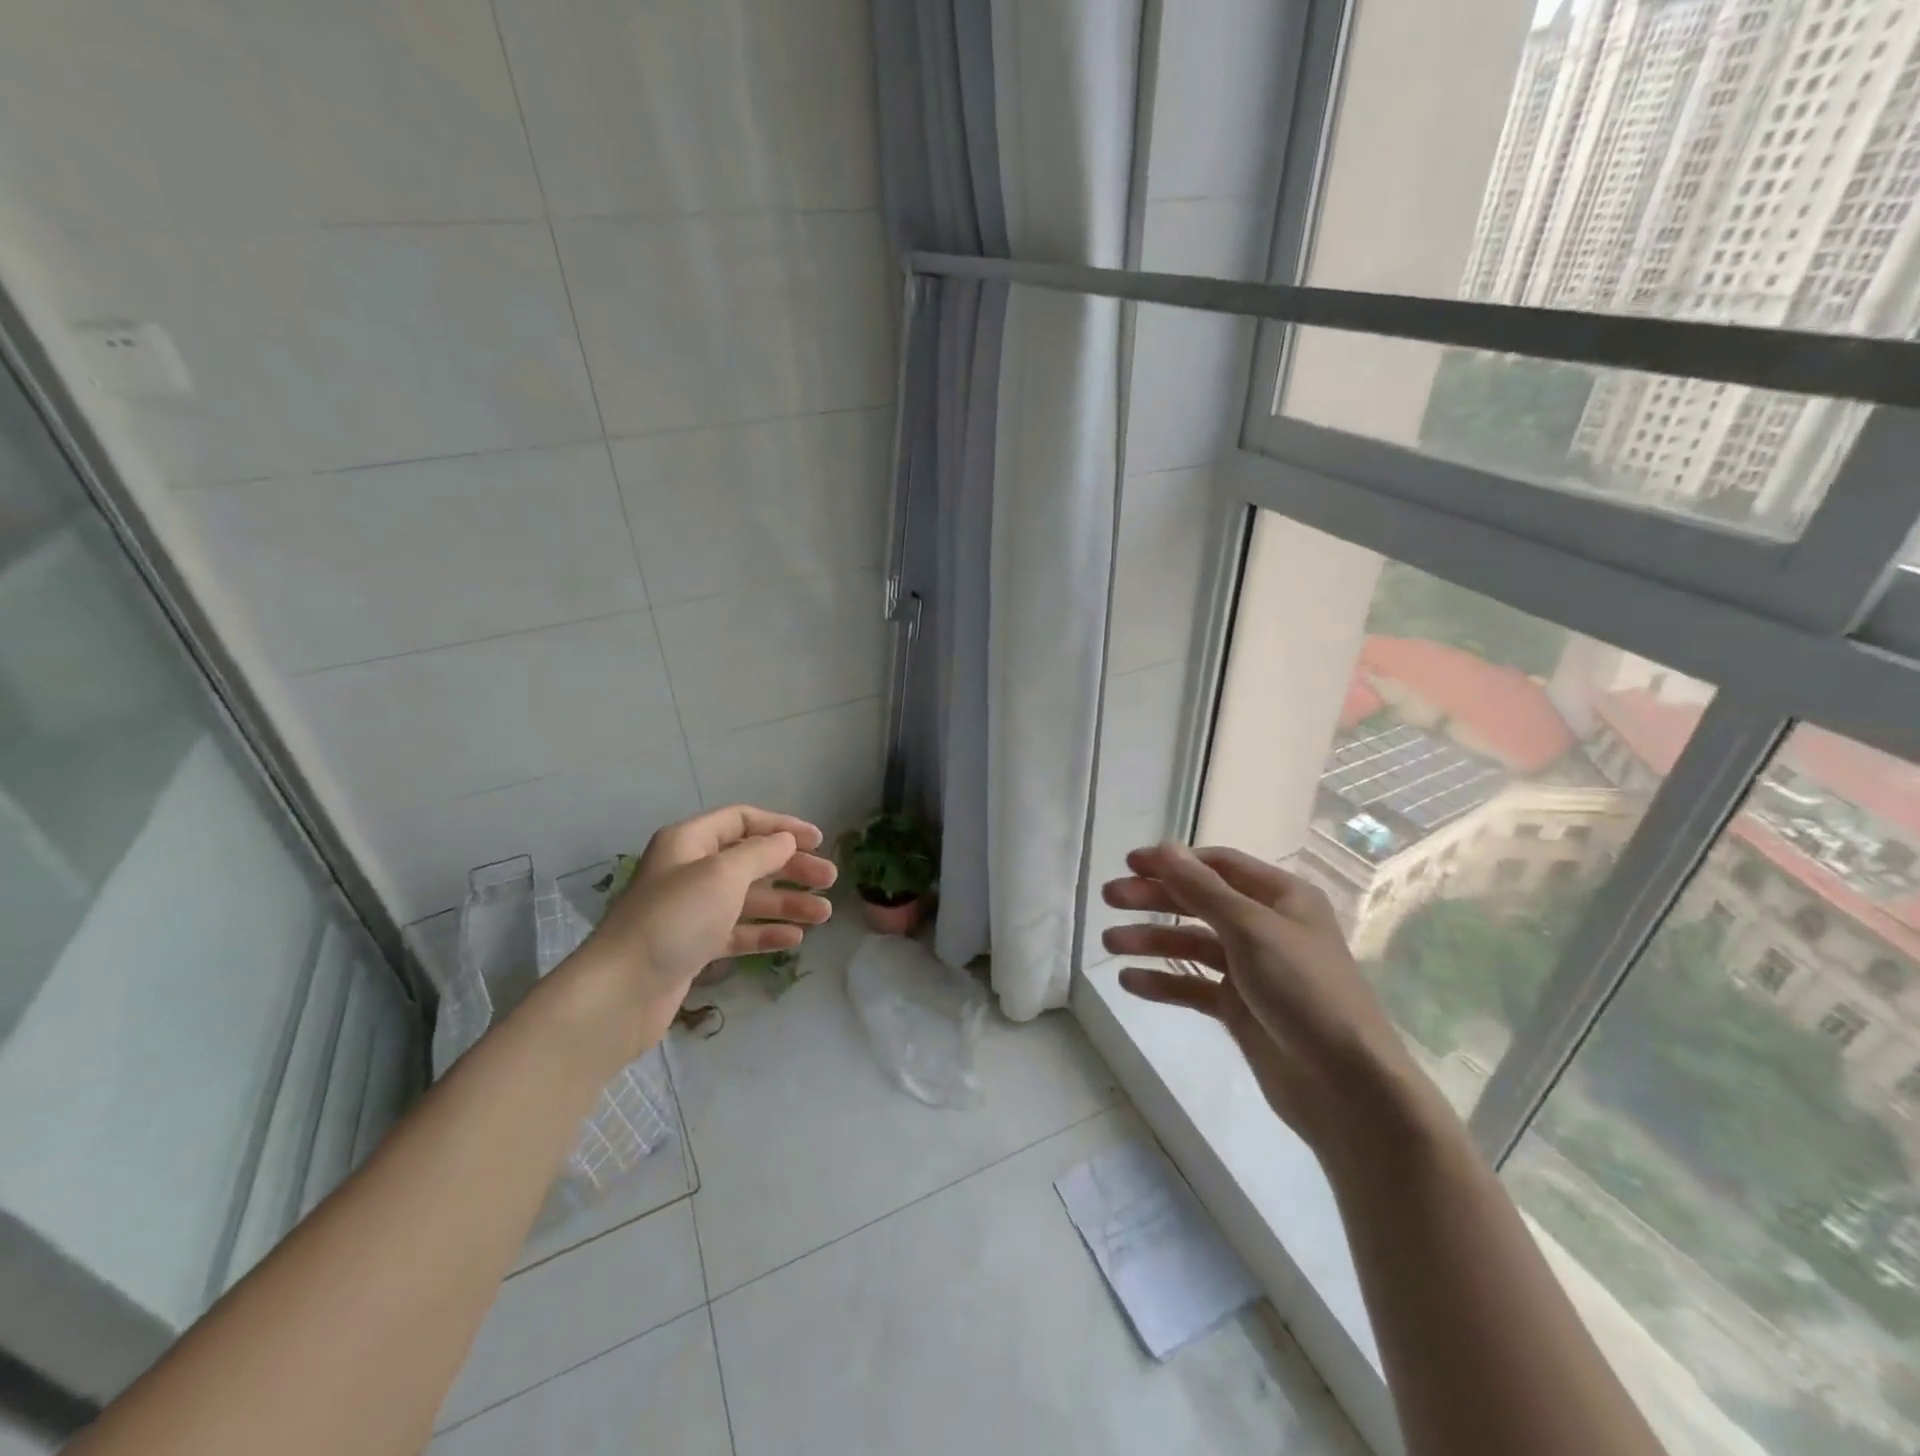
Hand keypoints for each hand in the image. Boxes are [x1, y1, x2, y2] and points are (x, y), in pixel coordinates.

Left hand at [561, 806, 836, 1058]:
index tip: (818, 841)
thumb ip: (761, 853)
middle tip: (830, 881)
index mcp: (689, 842)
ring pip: (748, 898)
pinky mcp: (693, 947)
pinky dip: (765, 932)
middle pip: (750, 861)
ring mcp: (691, 911)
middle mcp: (690, 871)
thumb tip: (786, 841)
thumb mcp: (723, 875)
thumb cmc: (674, 919)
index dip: (782, 827)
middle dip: (792, 869)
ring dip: (786, 903)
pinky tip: (794, 939)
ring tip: (823, 914)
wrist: (621, 992)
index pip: (742, 821)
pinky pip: (737, 931)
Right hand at [1102, 843, 1443, 1157]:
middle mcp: (1266, 927)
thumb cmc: (1304, 990)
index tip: (1130, 863)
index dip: (1174, 861)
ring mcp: (1252, 971)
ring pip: (1192, 945)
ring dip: (1151, 941)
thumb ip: (1201, 889)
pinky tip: (1129, 982)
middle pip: (1199, 902)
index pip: (1218, 865)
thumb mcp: (1250, 929)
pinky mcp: (1240, 1009)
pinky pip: (1193, 987)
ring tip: (1109, 943)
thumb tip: (1163, 847)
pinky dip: (1163, 983)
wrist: (1346, 1087)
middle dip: (1154, 898)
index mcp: (1281, 898)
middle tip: (1109, 898)